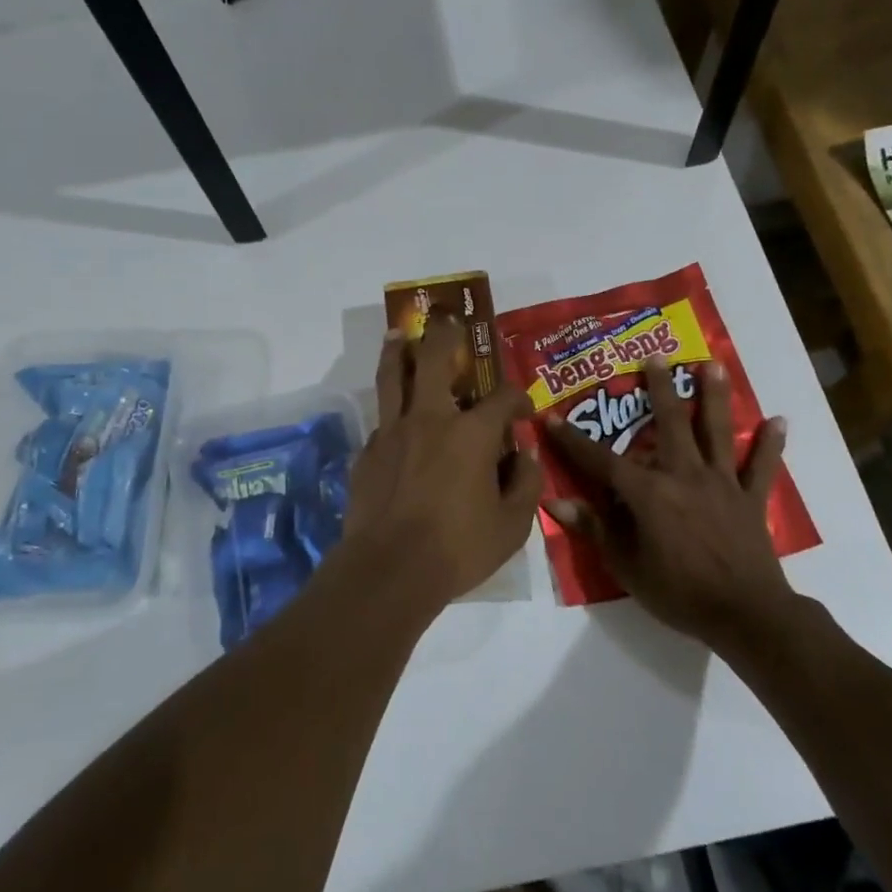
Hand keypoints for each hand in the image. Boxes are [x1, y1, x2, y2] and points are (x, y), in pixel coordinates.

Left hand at [339, 315, 542, 613]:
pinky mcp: (366, 453)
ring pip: (393, 377)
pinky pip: (381, 421)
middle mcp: (429, 419)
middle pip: (435, 359)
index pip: (501, 399)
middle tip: (448, 319)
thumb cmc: (458, 549)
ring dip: (399, 350)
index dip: (518, 398)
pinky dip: (391, 412)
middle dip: (445, 335)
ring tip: (400, 334)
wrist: (389, 571)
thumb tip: (524, 455)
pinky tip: (395, 421)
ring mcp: (392, 433)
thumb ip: (526, 484)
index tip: (524, 410)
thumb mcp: (512, 526)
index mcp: (471, 434)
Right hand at [542, 358, 795, 652]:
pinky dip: (770, 445)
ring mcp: (722, 483)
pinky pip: (762, 467)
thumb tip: (554, 502)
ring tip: (713, 364)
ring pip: (716, 432)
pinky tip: (778, 421)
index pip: (600, 460)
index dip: (572, 440)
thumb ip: (593, 528)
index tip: (551, 417)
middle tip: (656, 355)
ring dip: (714, 397)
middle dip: (659, 388)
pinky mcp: (751, 499)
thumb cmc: (678, 592)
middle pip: (670, 423)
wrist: (744, 615)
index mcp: (648, 492)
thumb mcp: (625, 566)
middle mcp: (684, 475)